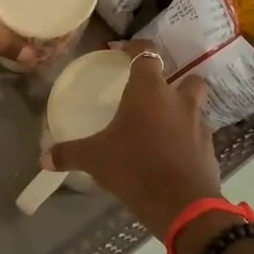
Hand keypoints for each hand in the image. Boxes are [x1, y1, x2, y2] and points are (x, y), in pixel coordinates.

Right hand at [45, 42, 222, 234]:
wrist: (182, 204)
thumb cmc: (135, 168)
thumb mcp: (95, 159)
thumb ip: (70, 153)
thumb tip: (44, 158)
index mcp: (149, 91)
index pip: (147, 54)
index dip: (136, 48)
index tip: (125, 51)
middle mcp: (178, 100)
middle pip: (185, 76)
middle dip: (173, 80)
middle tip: (153, 94)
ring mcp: (198, 123)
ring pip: (196, 104)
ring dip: (183, 108)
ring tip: (163, 123)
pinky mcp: (209, 148)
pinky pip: (198, 134)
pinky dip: (188, 137)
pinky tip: (172, 152)